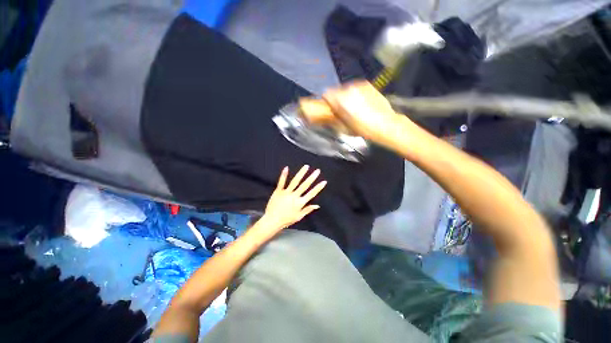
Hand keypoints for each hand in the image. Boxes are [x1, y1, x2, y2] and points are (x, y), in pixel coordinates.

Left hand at [259, 165, 326, 231]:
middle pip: (305, 185)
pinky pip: (281, 182)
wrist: (272, 220)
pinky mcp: (278, 191)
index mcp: (300, 203)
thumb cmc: (286, 220)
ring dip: (301, 173)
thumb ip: (308, 209)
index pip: (312, 194)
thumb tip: (317, 205)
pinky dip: (284, 175)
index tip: (324, 181)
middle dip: (312, 177)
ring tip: (306, 166)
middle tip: (317, 171)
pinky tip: (287, 168)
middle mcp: (294, 196)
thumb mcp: (299, 216)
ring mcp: (286, 193)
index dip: (318, 188)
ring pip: (295, 181)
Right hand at [322, 81, 405, 142]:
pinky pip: (356, 87)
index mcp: (341, 100)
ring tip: (354, 106)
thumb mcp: (343, 128)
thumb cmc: (363, 129)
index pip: (326, 94)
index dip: (327, 102)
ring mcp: (359, 85)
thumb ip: (334, 118)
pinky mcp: (368, 85)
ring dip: (346, 96)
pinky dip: (355, 93)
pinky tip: (362, 102)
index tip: (330, 108)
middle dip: (337, 99)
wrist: (385, 124)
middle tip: (342, 109)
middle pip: (336, 91)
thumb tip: (329, 114)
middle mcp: (349, 89)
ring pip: (346, 88)